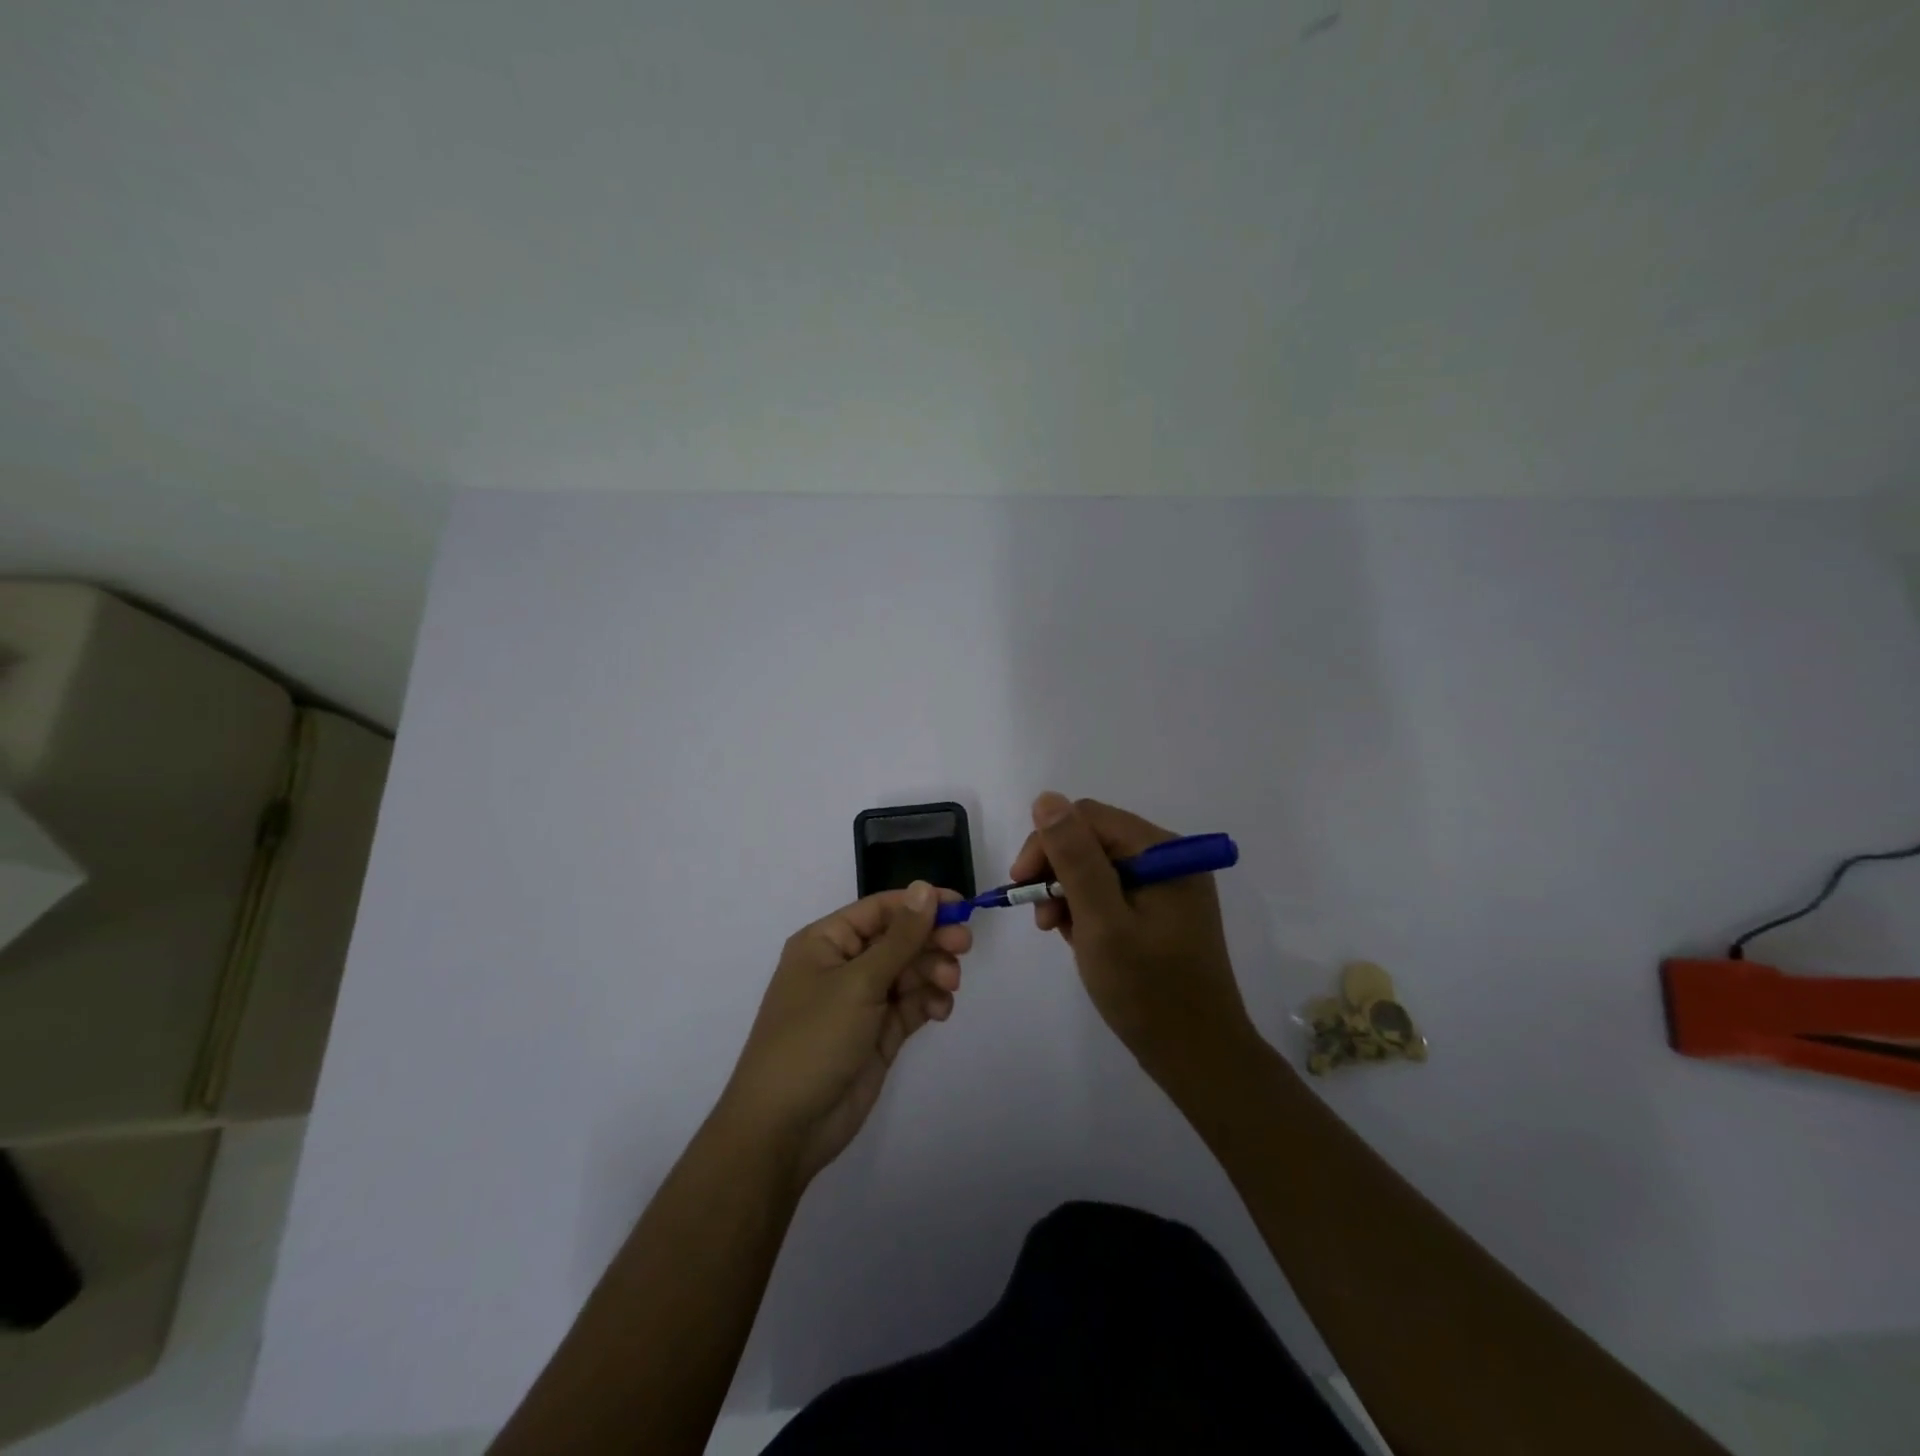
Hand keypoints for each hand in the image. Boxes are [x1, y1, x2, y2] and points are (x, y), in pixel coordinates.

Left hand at [720, 882, 970, 1186]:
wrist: (785, 1128)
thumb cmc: (813, 1040)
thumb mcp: (858, 983)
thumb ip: (899, 938)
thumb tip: (924, 888)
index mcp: (826, 942)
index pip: (880, 909)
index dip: (920, 904)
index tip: (960, 905)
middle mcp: (844, 966)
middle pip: (898, 939)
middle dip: (931, 940)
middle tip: (963, 945)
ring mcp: (862, 1002)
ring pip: (909, 972)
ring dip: (933, 972)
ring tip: (949, 985)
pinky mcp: (878, 1034)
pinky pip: (911, 1006)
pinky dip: (929, 1002)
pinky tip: (941, 1009)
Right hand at [1009, 792, 1253, 1085]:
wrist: (1198, 1058)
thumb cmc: (1147, 991)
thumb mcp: (1101, 922)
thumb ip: (1074, 858)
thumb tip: (1047, 798)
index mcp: (1164, 853)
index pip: (1089, 818)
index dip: (1048, 843)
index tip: (1021, 884)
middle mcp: (1169, 860)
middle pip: (1093, 840)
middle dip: (1057, 871)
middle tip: (1039, 917)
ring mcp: (1167, 887)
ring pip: (1098, 867)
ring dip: (1068, 892)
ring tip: (1056, 930)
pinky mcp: (1161, 913)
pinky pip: (1111, 893)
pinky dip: (1087, 910)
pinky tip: (1079, 939)